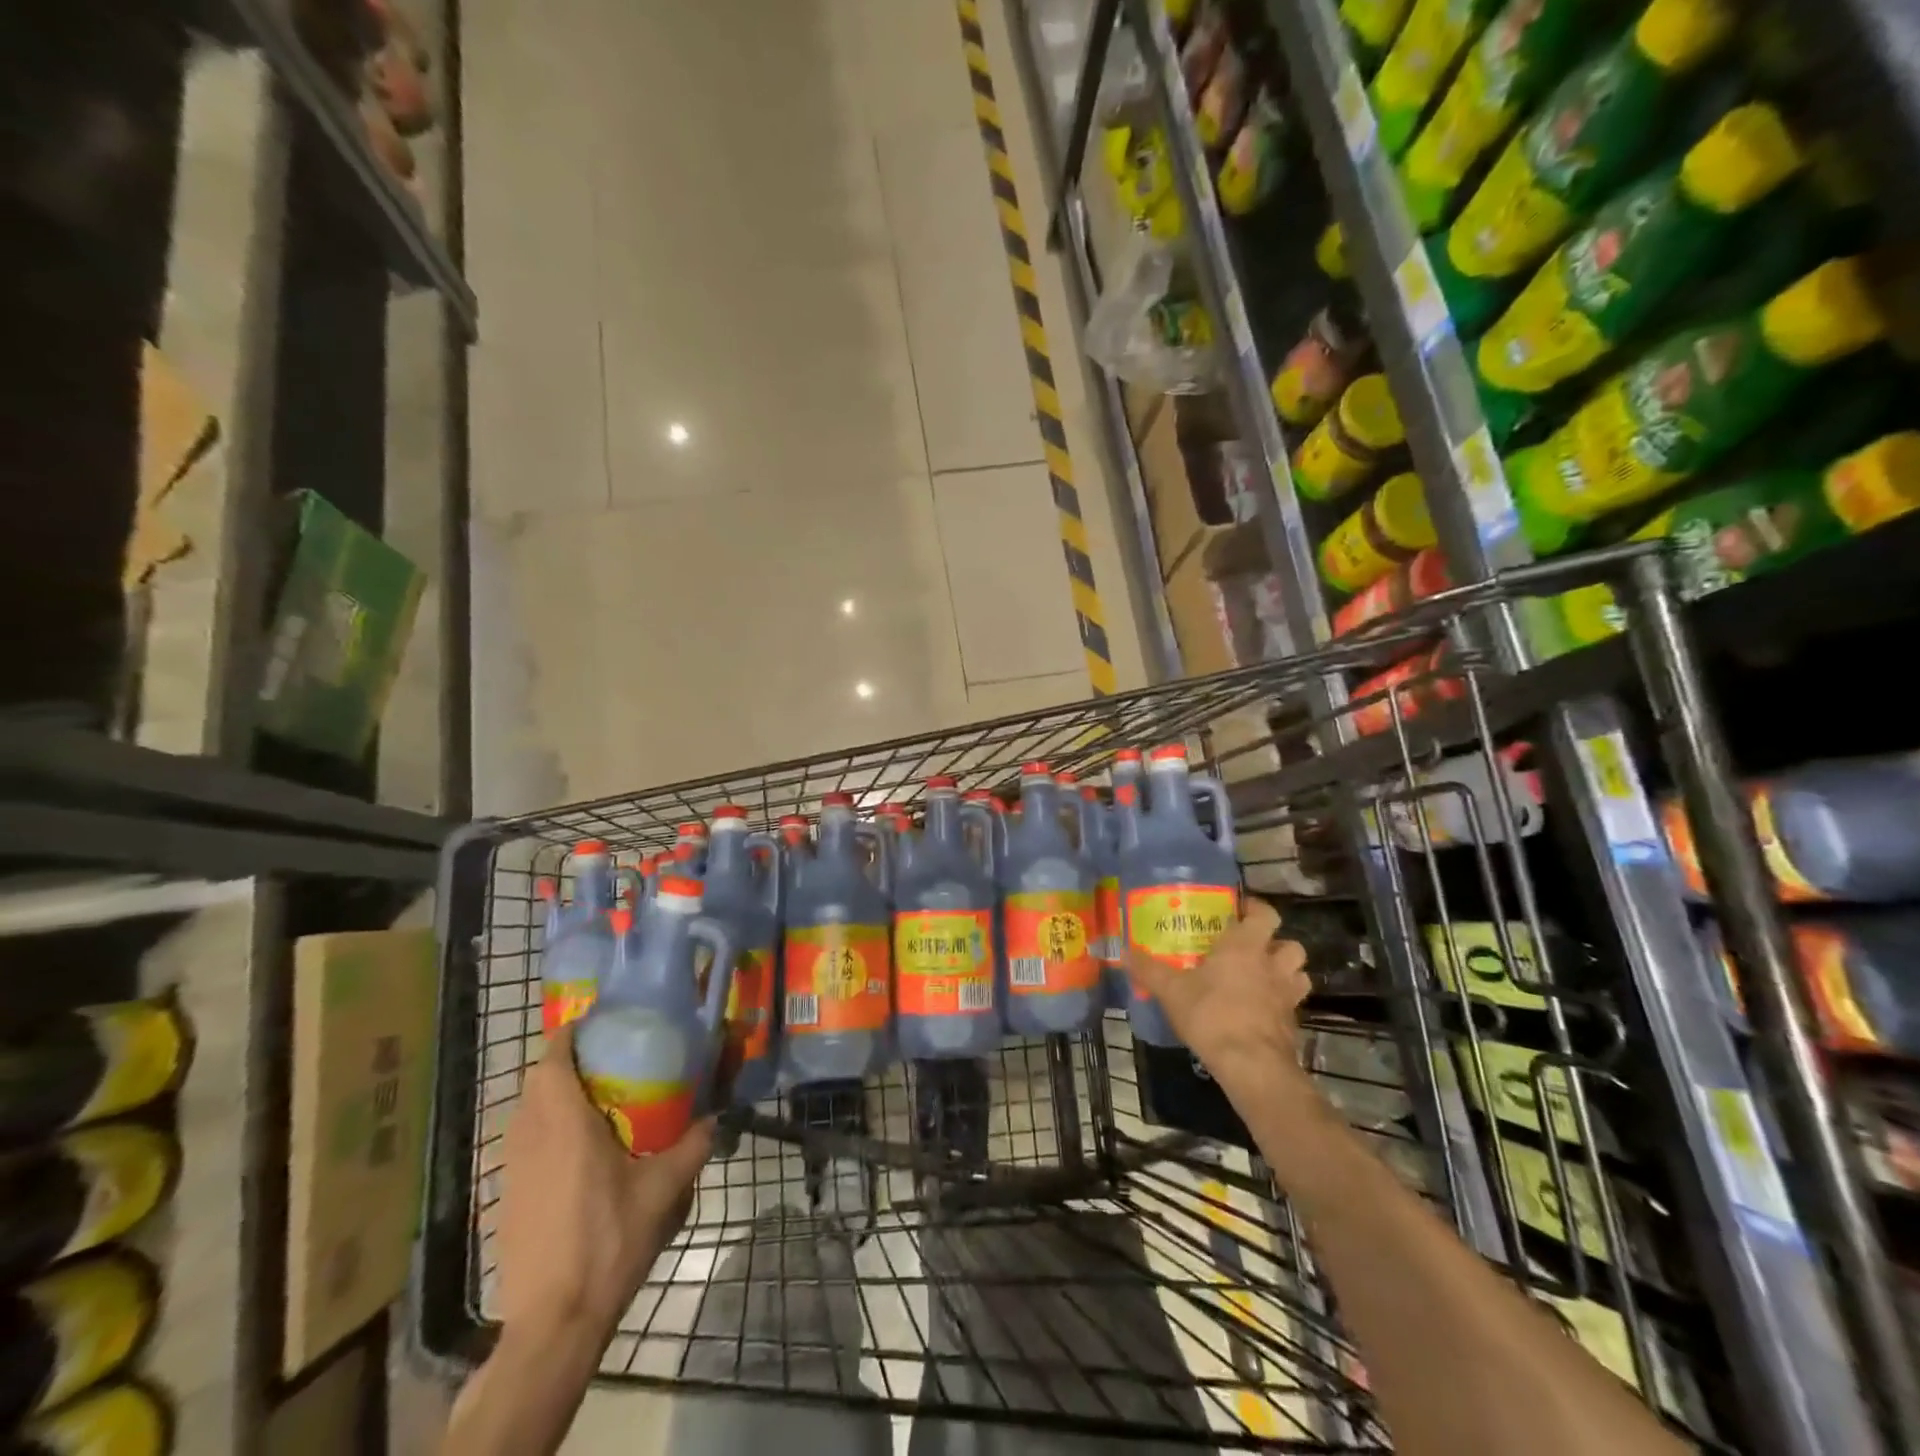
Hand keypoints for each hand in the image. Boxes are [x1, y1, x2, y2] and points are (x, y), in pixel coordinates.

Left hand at [493, 1025, 714, 1340]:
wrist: (554, 1322)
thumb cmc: (608, 1242)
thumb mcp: (664, 1190)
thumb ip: (694, 1145)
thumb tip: (718, 1116)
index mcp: (564, 1125)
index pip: (552, 1061)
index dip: (569, 1034)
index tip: (598, 1023)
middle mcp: (530, 1138)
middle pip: (537, 1082)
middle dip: (567, 1063)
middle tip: (610, 1059)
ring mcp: (513, 1170)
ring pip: (527, 1113)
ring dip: (555, 1096)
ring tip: (598, 1099)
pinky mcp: (507, 1198)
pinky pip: (524, 1143)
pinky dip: (547, 1129)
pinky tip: (580, 1151)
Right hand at [1125, 898, 1310, 1099]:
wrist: (1251, 1065)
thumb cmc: (1212, 1015)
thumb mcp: (1171, 991)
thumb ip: (1148, 969)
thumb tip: (1123, 952)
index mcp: (1245, 946)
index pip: (1265, 914)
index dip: (1256, 909)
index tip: (1240, 911)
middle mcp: (1272, 965)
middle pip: (1290, 944)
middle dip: (1276, 944)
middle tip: (1252, 949)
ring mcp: (1288, 996)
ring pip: (1299, 974)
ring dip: (1286, 972)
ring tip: (1263, 978)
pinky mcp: (1293, 1024)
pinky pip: (1293, 1005)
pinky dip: (1281, 1004)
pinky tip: (1260, 1012)